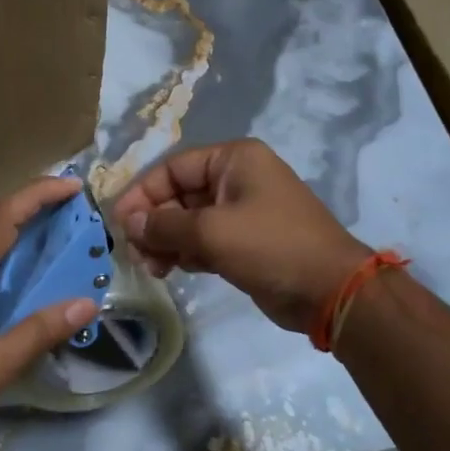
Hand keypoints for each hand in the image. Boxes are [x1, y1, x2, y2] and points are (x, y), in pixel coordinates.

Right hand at [111, 140, 369, 333]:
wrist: (331, 290)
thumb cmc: (271, 246)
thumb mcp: (211, 232)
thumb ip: (164, 226)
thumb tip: (129, 223)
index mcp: (233, 160)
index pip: (173, 168)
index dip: (142, 193)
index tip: (119, 223)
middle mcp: (237, 179)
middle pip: (178, 194)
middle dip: (154, 223)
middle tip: (135, 253)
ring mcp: (242, 211)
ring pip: (188, 221)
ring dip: (166, 242)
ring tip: (152, 268)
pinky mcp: (245, 242)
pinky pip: (204, 241)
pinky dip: (185, 253)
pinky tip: (171, 271)